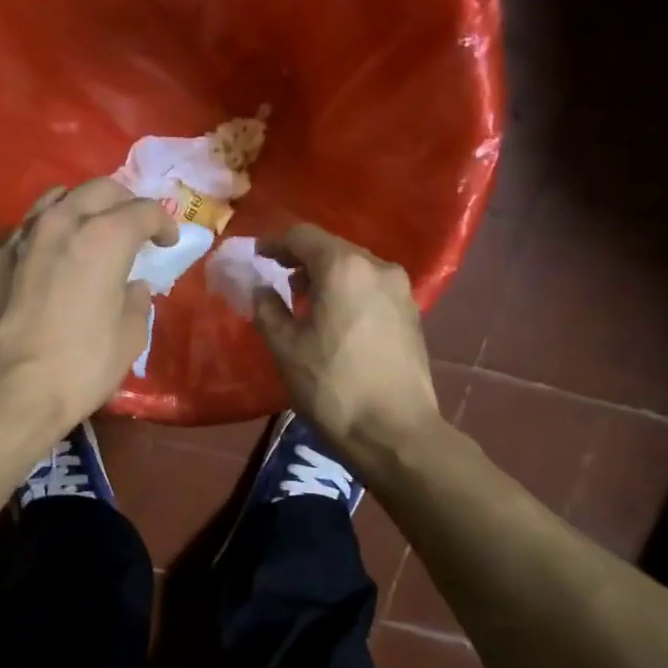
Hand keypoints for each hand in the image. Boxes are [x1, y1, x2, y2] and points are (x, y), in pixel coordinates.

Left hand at [0, 179, 176, 431]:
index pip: (143, 211)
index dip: (163, 223)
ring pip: (55, 200)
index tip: (167, 242)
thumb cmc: (78, 366)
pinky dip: (44, 238)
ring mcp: (18, 237)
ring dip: (79, 210)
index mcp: (103, 237)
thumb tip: (131, 288)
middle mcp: (59, 223)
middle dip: (123, 203)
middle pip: (98, 189)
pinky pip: (24, 232)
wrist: (3, 390)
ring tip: (86, 234)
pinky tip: (46, 264)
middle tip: (131, 228)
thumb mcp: (128, 340)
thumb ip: (136, 303)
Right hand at [252, 224, 442, 460]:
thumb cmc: (332, 387)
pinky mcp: (411, 313)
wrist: (395, 432)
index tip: (256, 255)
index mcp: (343, 267)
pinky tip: (334, 318)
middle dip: (301, 259)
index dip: (275, 242)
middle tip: (277, 277)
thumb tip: (261, 288)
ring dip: (326, 275)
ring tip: (303, 301)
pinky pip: (371, 287)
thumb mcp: (286, 348)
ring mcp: (400, 290)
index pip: (303, 236)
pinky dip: (347, 291)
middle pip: (332, 248)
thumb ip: (267, 308)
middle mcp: (378, 267)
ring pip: (354, 267)